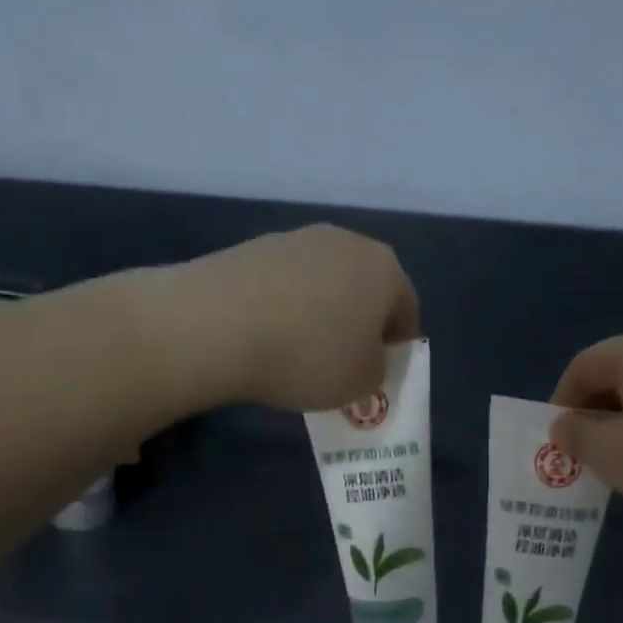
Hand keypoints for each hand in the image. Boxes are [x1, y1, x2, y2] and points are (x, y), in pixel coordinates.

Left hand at [170, 225, 419, 410]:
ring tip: (301, 354)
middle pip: (365, 290)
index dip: (398, 347)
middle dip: (360, 325)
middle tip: (345, 364)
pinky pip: (285, 285)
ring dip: (321, 315)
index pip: (407, 310)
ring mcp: (297, 238)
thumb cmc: (309, 356)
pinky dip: (285, 309)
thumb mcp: (362, 383)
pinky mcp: (254, 246)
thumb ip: (377, 369)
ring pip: (324, 284)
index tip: (382, 374)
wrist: (215, 325)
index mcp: (386, 269)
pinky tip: (268, 339)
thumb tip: (364, 356)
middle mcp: (347, 242)